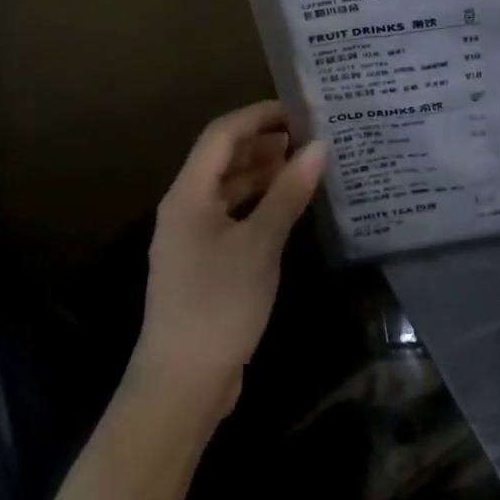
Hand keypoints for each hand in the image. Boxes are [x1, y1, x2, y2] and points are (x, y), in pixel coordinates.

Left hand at [130, 101, 326, 425]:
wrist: (180, 388)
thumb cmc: (218, 306)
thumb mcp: (260, 244)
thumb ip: (289, 192)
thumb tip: (319, 145)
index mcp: (188, 195)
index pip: (222, 134)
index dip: (259, 115)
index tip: (300, 110)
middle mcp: (186, 207)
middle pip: (223, 158)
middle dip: (264, 141)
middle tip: (310, 135)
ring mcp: (193, 237)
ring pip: (229, 187)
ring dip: (264, 171)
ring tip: (306, 164)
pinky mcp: (204, 262)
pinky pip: (233, 214)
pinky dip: (260, 201)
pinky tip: (289, 205)